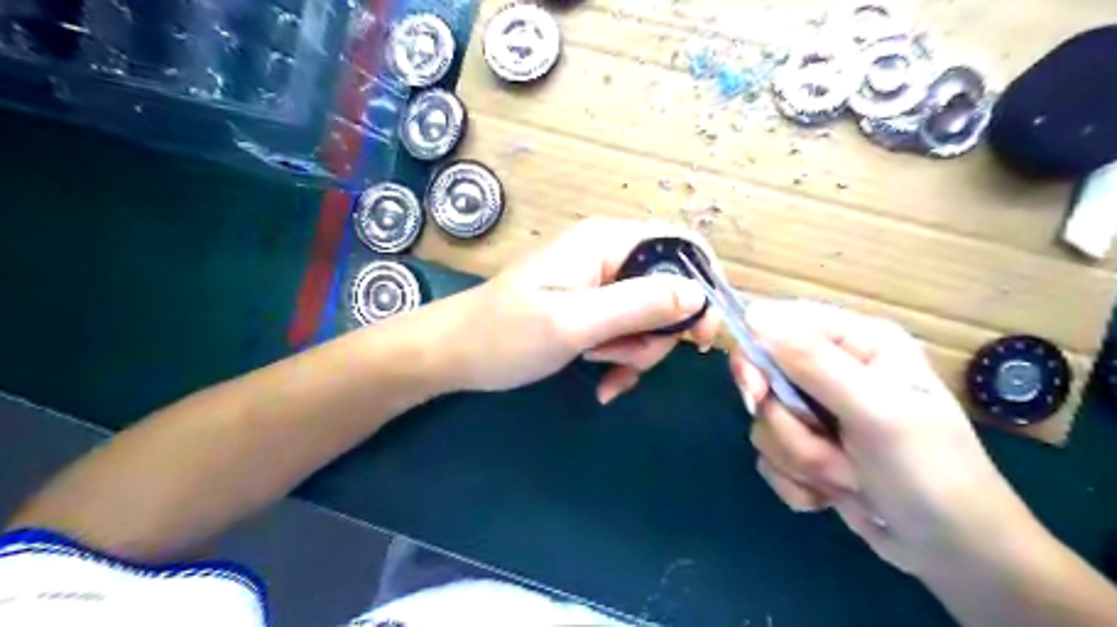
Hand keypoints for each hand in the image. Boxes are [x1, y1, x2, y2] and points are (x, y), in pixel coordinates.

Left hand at [442, 218, 719, 398]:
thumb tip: (698, 295)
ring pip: (649, 318)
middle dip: (656, 334)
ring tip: (600, 369)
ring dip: (635, 352)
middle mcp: (608, 255)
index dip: (701, 287)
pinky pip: (627, 332)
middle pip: (669, 289)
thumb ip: (637, 305)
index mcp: (605, 242)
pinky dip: (622, 359)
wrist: (454, 354)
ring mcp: (599, 284)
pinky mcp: (590, 309)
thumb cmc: (504, 335)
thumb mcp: (573, 322)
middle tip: (625, 360)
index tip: (701, 335)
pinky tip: (602, 383)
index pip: (680, 245)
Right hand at [736, 301, 1038, 575]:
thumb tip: (753, 314)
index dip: (756, 354)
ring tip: (850, 477)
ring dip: (801, 458)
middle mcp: (832, 369)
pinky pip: (769, 456)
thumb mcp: (876, 412)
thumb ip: (814, 363)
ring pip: (765, 423)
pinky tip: (833, 495)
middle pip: (763, 376)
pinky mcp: (806, 448)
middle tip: (816, 440)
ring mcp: (817, 411)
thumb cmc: (930, 472)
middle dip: (788, 423)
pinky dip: (797, 481)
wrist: (954, 555)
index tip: (756, 393)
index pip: (779, 323)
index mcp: (857, 342)